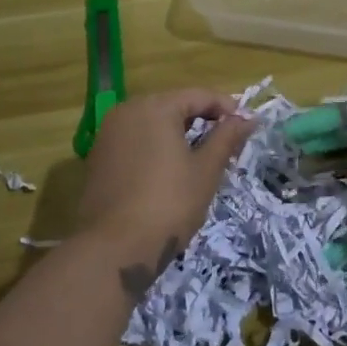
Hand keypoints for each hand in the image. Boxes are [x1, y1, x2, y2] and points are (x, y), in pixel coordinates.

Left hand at [76, 88, 254, 281]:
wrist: (113, 249)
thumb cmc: (168, 205)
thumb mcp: (205, 170)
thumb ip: (226, 138)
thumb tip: (248, 118)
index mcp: (155, 107)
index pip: (199, 96)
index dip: (226, 108)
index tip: (246, 127)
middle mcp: (127, 110)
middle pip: (174, 106)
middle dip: (202, 121)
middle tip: (226, 144)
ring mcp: (108, 134)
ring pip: (153, 124)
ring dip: (178, 135)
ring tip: (201, 159)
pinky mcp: (98, 157)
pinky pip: (135, 141)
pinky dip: (155, 148)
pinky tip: (169, 172)